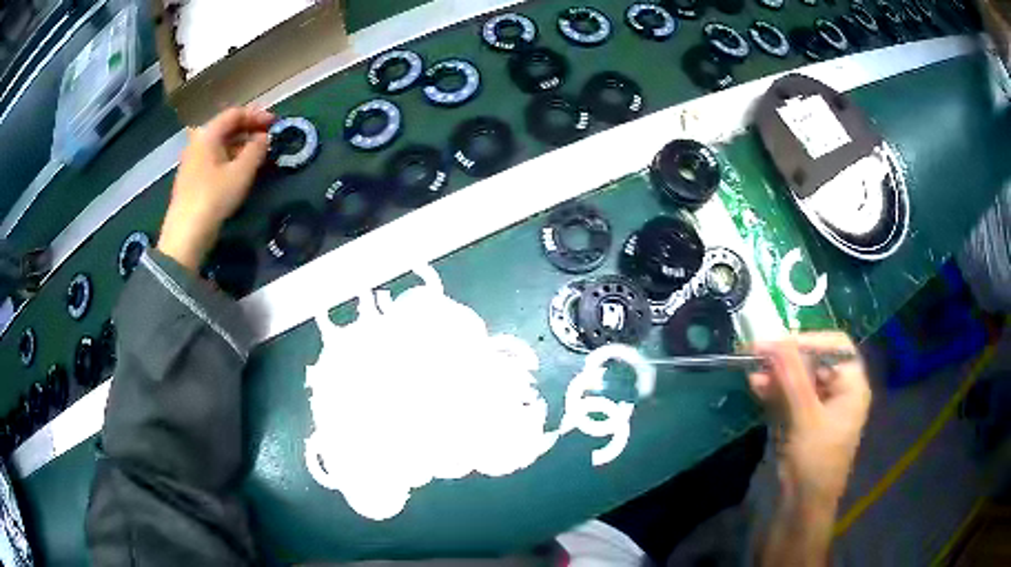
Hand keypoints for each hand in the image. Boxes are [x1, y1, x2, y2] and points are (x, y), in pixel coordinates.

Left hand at [158, 106, 273, 271]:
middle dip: (249, 130)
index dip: (257, 115)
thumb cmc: (214, 197)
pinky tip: (241, 171)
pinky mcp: (192, 179)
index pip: (235, 114)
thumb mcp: (241, 172)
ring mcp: (193, 161)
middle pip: (226, 128)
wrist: (186, 235)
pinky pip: (215, 159)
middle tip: (269, 138)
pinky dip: (230, 159)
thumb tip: (264, 138)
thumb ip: (256, 150)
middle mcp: (198, 142)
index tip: (275, 124)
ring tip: (259, 156)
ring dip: (241, 146)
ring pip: (221, 145)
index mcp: (208, 134)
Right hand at [750, 332, 870, 508]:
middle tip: (759, 352)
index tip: (781, 341)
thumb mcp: (806, 418)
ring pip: (796, 378)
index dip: (810, 340)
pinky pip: (785, 396)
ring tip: (752, 369)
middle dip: (788, 355)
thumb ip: (791, 377)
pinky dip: (771, 389)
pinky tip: (755, 385)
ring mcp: (815, 409)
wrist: (797, 511)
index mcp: (851, 387)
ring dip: (776, 372)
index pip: (836, 347)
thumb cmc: (813, 464)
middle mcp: (836, 393)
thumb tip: (772, 339)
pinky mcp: (796, 423)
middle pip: (815, 360)